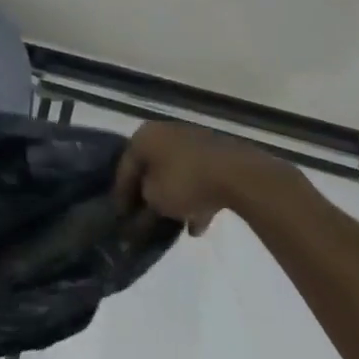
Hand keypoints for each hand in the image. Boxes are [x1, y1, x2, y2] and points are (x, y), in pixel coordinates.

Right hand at [114, 120, 292, 234]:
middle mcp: (165, 132)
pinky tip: (199, 225)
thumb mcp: (155, 198)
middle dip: (149, 194)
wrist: (237, 174)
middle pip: (151, 167)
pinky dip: (196, 198)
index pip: (125, 167)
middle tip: (145, 218)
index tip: (121, 217)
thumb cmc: (185, 181)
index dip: (121, 195)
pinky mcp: (216, 153)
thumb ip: (143, 202)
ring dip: (174, 198)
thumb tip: (146, 202)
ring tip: (175, 226)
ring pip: (176, 172)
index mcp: (143, 136)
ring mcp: (192, 140)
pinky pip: (198, 177)